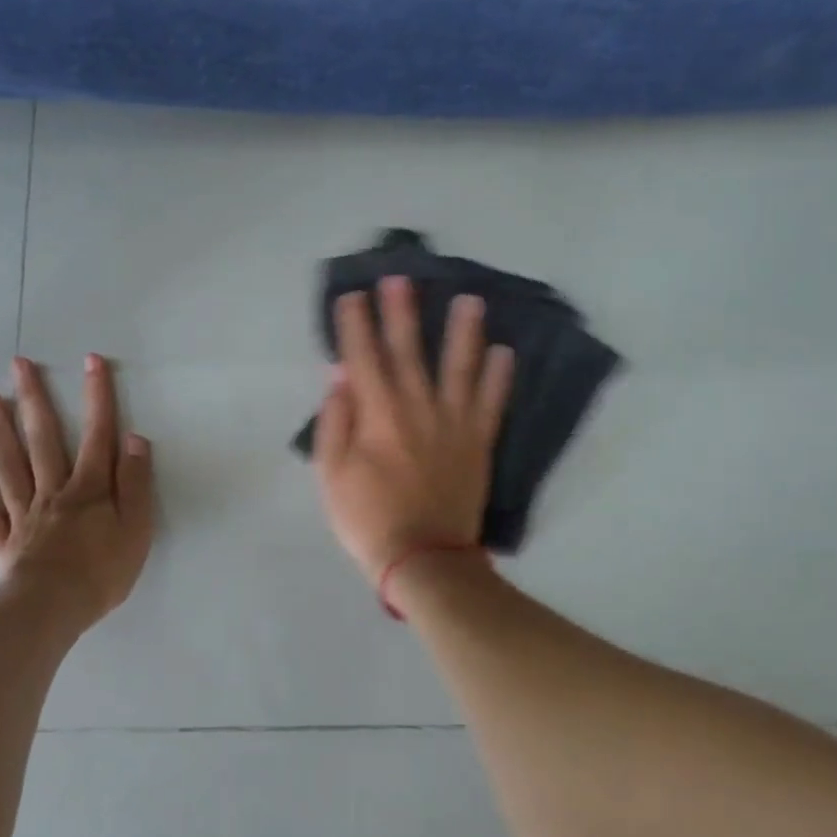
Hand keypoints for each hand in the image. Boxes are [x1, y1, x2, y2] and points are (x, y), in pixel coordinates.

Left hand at [0, 355, 154, 625]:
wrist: (51, 609)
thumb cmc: (102, 571)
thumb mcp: (137, 528)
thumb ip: (135, 483)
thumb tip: (134, 438)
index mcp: (89, 488)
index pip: (97, 434)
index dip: (97, 397)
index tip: (91, 361)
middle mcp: (53, 491)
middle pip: (43, 438)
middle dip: (35, 398)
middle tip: (19, 364)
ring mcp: (24, 513)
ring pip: (10, 464)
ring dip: (0, 429)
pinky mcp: (4, 540)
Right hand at [312, 276, 515, 584]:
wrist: (424, 559)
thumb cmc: (368, 518)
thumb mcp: (331, 474)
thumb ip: (335, 421)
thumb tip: (340, 375)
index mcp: (377, 414)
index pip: (363, 357)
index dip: (356, 324)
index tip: (353, 295)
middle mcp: (418, 407)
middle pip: (409, 350)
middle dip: (401, 312)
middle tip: (401, 278)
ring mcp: (453, 424)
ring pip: (460, 367)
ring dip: (463, 332)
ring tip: (470, 300)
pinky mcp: (478, 443)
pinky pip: (492, 403)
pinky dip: (500, 377)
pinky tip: (505, 352)